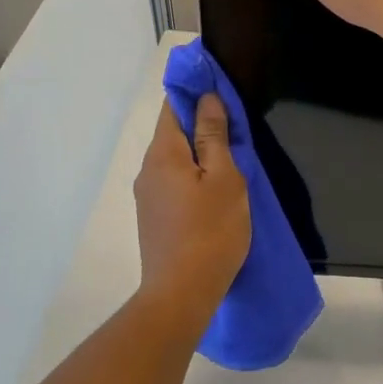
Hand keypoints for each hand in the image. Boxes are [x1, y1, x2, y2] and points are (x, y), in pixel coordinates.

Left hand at [133, 93, 250, 322]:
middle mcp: (147, 169)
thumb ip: (214, 136)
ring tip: (231, 161)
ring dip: (198, 153)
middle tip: (235, 128)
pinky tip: (213, 192)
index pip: (173, 106)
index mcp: (163, 153)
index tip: (220, 89)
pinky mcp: (153, 218)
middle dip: (200, 124)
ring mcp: (147, 196)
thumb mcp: (224, 178)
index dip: (195, 92)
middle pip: (173, 133)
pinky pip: (173, 182)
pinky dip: (192, 176)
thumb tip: (207, 99)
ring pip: (174, 160)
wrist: (181, 294)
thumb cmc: (211, 231)